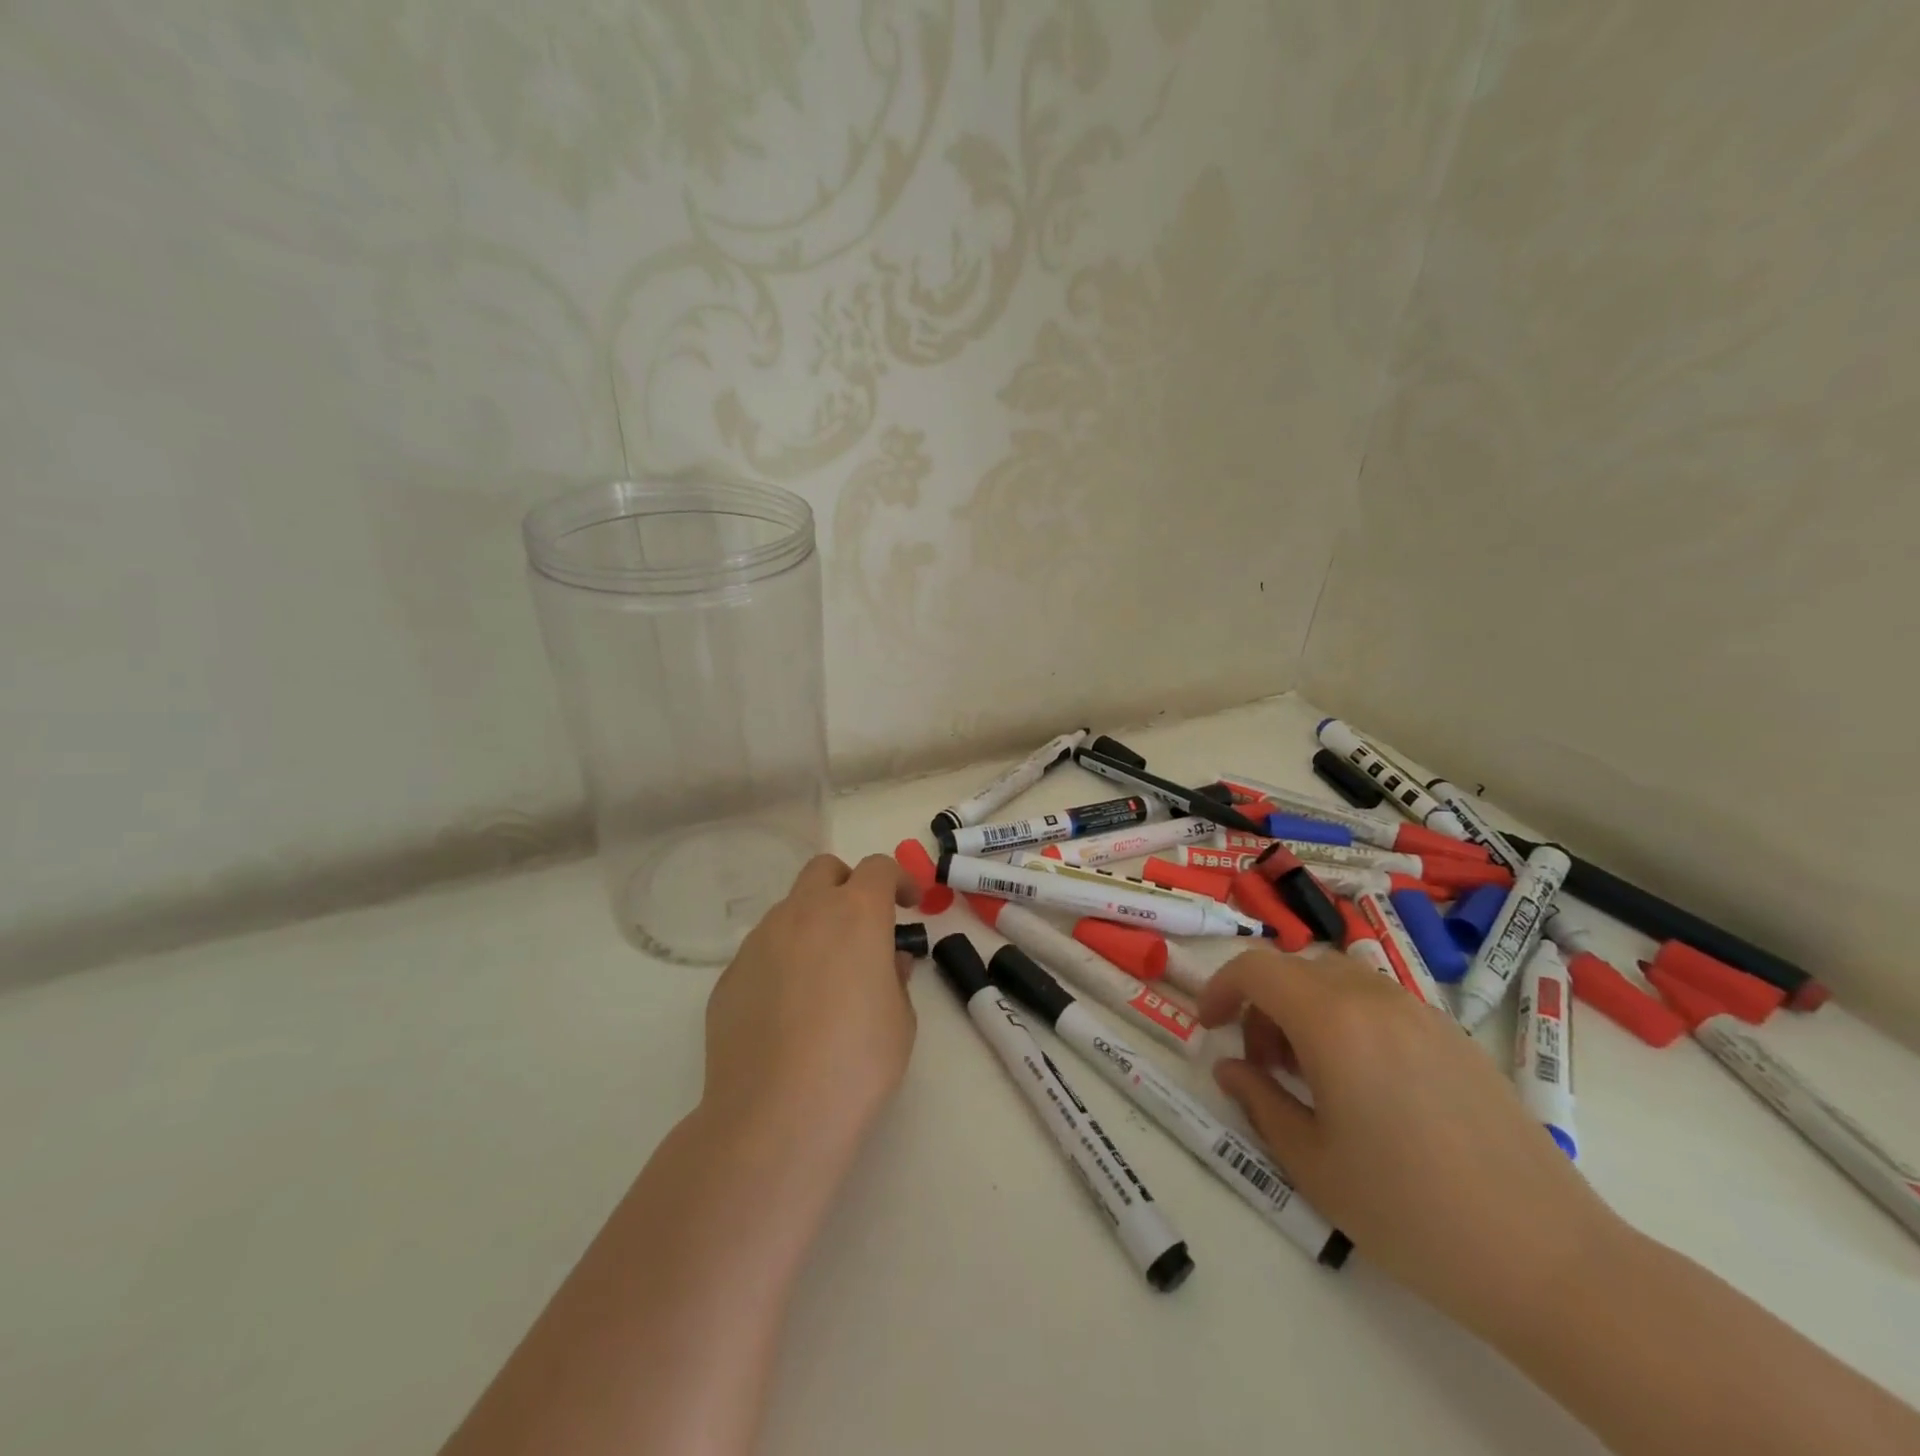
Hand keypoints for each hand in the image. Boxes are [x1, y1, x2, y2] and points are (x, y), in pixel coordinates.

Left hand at [701, 853, 919, 1162]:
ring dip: (813, 924)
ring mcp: (759, 941)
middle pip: (825, 869)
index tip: (908, 905)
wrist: (775, 1115)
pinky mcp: (729, 975)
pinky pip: (763, 951)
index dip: (898, 879)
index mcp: (855, 914)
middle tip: (864, 926)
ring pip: (790, 909)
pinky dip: (783, 961)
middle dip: (848, 885)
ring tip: (824, 978)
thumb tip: (885, 961)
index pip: (879, 867)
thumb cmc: (857, 1062)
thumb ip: (895, 977)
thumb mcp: (900, 1019)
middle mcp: (803, 913)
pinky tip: (788, 1012)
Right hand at [1198, 948, 1624, 1340]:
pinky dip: (1349, 1020)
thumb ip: (1259, 1101)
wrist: (1550, 1260)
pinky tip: (1367, 1087)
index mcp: (1332, 1021)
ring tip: (1313, 1076)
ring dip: (1306, 1010)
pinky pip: (1381, 1003)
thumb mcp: (1312, 1162)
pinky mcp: (1456, 1038)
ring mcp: (1422, 1014)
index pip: (1256, 968)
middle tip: (1263, 1065)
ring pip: (1339, 981)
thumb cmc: (1411, 1213)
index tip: (1210, 1028)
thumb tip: (1229, 1068)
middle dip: (1263, 1005)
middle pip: (1296, 970)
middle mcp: (1375, 999)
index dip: (1220, 987)